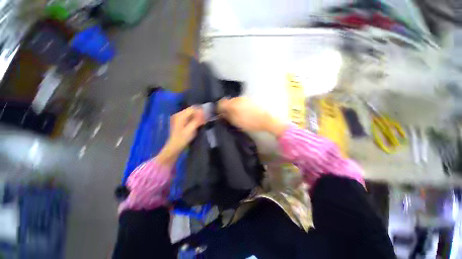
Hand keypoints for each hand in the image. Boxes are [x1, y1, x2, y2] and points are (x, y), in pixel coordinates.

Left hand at [157, 107, 204, 165]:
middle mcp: (178, 114)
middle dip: (199, 113)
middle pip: (191, 110)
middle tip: (206, 118)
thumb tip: (204, 113)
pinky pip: (189, 117)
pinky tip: (198, 123)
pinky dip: (194, 119)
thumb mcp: (191, 130)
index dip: (200, 111)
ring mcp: (178, 118)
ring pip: (190, 114)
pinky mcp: (180, 122)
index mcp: (180, 116)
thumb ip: (197, 120)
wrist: (174, 147)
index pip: (192, 109)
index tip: (207, 115)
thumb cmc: (183, 139)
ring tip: (203, 121)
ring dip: (197, 116)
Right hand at [218, 97, 287, 136]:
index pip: (221, 103)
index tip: (219, 114)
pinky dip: (239, 106)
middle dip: (226, 108)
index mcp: (232, 104)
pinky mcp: (250, 100)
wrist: (266, 120)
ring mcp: (244, 99)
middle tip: (227, 115)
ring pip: (234, 102)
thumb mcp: (236, 122)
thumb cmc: (250, 123)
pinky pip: (241, 102)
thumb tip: (222, 113)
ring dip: (233, 107)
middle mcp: (237, 99)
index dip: (218, 109)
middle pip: (228, 102)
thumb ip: (227, 116)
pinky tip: (243, 113)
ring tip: (236, 115)